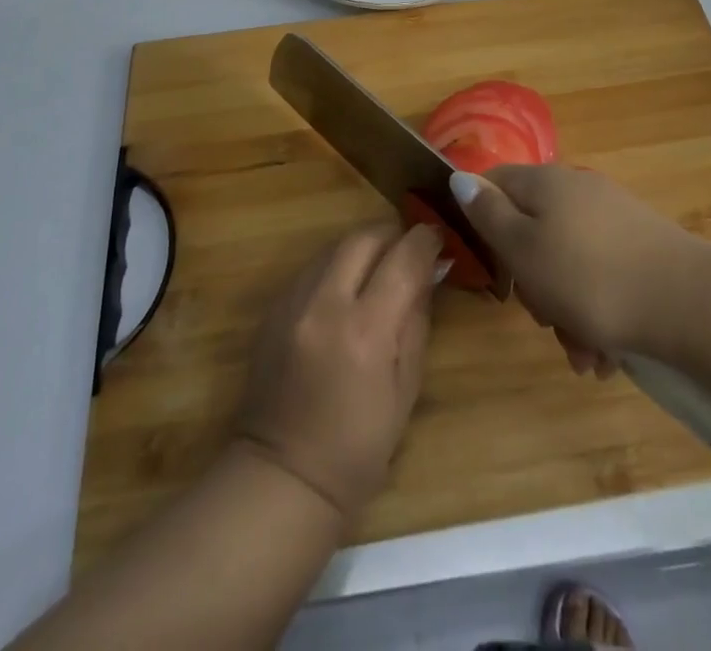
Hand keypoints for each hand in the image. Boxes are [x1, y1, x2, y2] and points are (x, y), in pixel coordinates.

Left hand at [235, 224, 442, 521]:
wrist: (282, 476)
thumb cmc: (358, 447)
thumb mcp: (406, 389)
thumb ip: (417, 320)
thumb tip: (428, 273)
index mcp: (365, 330)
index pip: (402, 259)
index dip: (425, 241)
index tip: (437, 238)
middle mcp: (325, 304)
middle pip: (363, 238)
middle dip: (392, 235)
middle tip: (408, 249)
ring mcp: (292, 303)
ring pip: (333, 246)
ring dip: (362, 248)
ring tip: (379, 266)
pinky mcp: (272, 309)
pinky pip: (311, 268)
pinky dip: (335, 267)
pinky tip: (346, 291)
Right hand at [451, 165, 701, 371]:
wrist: (690, 303)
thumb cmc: (591, 278)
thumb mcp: (524, 249)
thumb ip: (488, 214)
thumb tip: (460, 177)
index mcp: (545, 182)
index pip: (494, 184)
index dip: (481, 222)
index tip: (492, 268)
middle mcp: (577, 190)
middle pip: (532, 230)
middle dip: (532, 283)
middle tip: (544, 318)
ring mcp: (612, 217)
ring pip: (567, 263)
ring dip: (566, 311)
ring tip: (584, 355)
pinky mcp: (640, 247)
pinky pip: (601, 277)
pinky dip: (597, 313)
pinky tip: (607, 354)